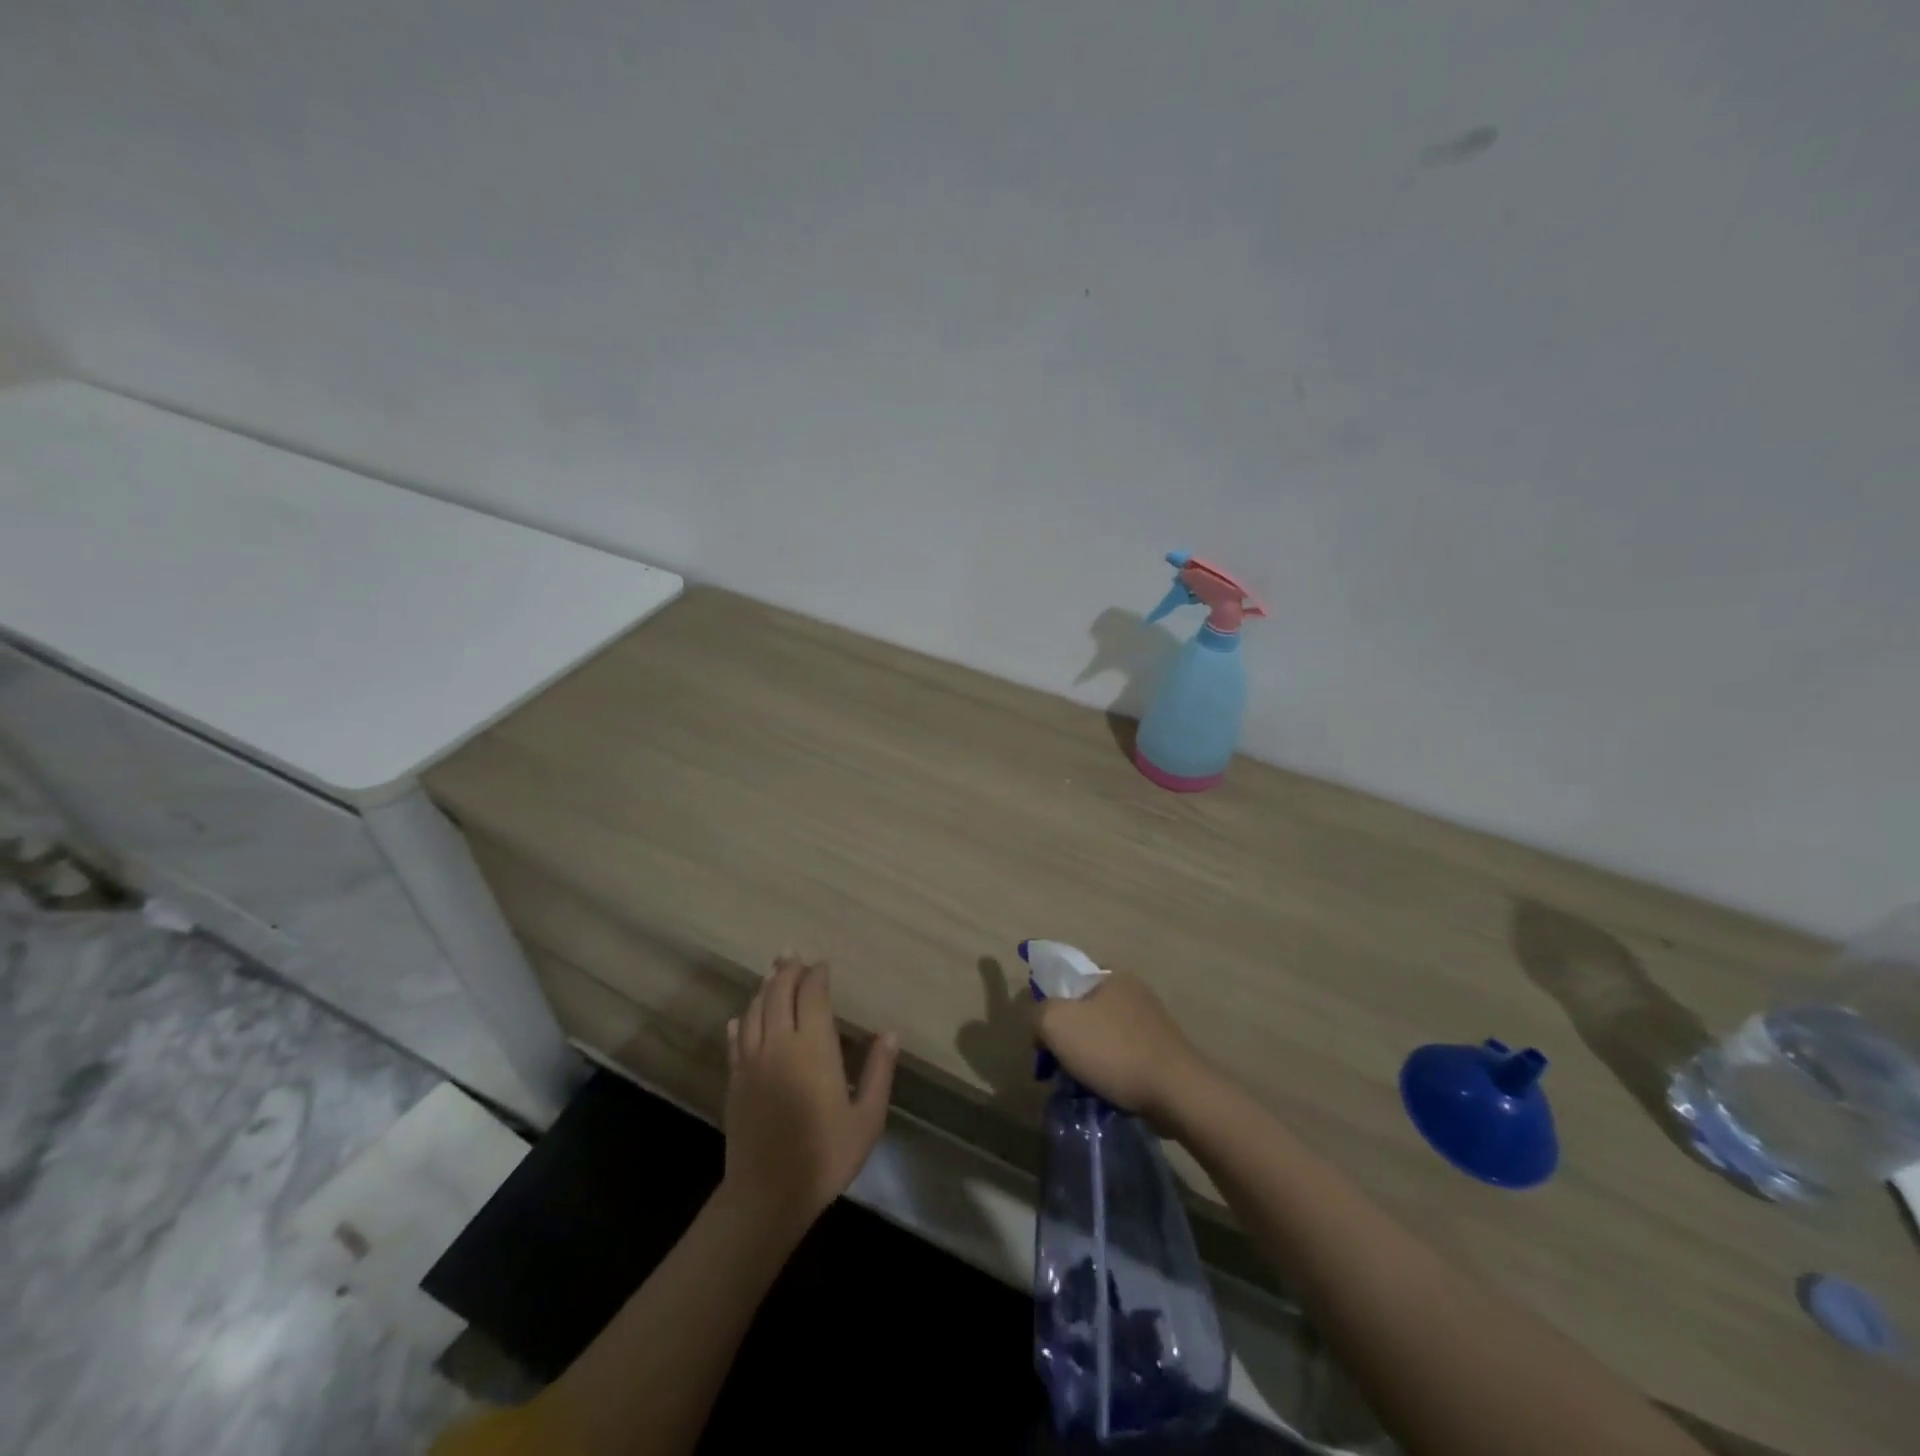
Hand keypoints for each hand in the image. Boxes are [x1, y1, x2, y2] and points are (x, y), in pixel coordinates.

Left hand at [720, 956, 898, 1237]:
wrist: (768, 1195)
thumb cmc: (825, 1156)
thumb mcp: (867, 1119)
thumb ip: (879, 1072)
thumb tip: (889, 1033)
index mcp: (813, 1048)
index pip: (813, 995)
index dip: (817, 976)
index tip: (824, 966)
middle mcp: (779, 1044)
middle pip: (779, 993)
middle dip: (787, 970)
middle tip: (793, 955)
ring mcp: (752, 1062)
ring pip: (754, 1011)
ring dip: (765, 989)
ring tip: (772, 975)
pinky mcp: (735, 1081)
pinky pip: (736, 1040)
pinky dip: (741, 1023)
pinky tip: (741, 1019)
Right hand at [1033, 970, 1210, 1122]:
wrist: (1175, 1092)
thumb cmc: (1112, 1050)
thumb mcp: (1056, 1023)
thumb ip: (1038, 1014)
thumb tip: (1041, 1027)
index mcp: (1111, 975)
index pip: (1068, 983)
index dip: (1050, 1009)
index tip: (1044, 1040)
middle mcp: (1134, 992)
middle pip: (1085, 1012)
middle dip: (1070, 1039)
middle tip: (1058, 1068)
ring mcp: (1152, 1022)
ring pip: (1104, 1037)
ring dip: (1090, 1059)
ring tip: (1082, 1086)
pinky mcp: (1164, 1052)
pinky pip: (1124, 1058)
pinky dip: (1112, 1073)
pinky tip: (1107, 1092)